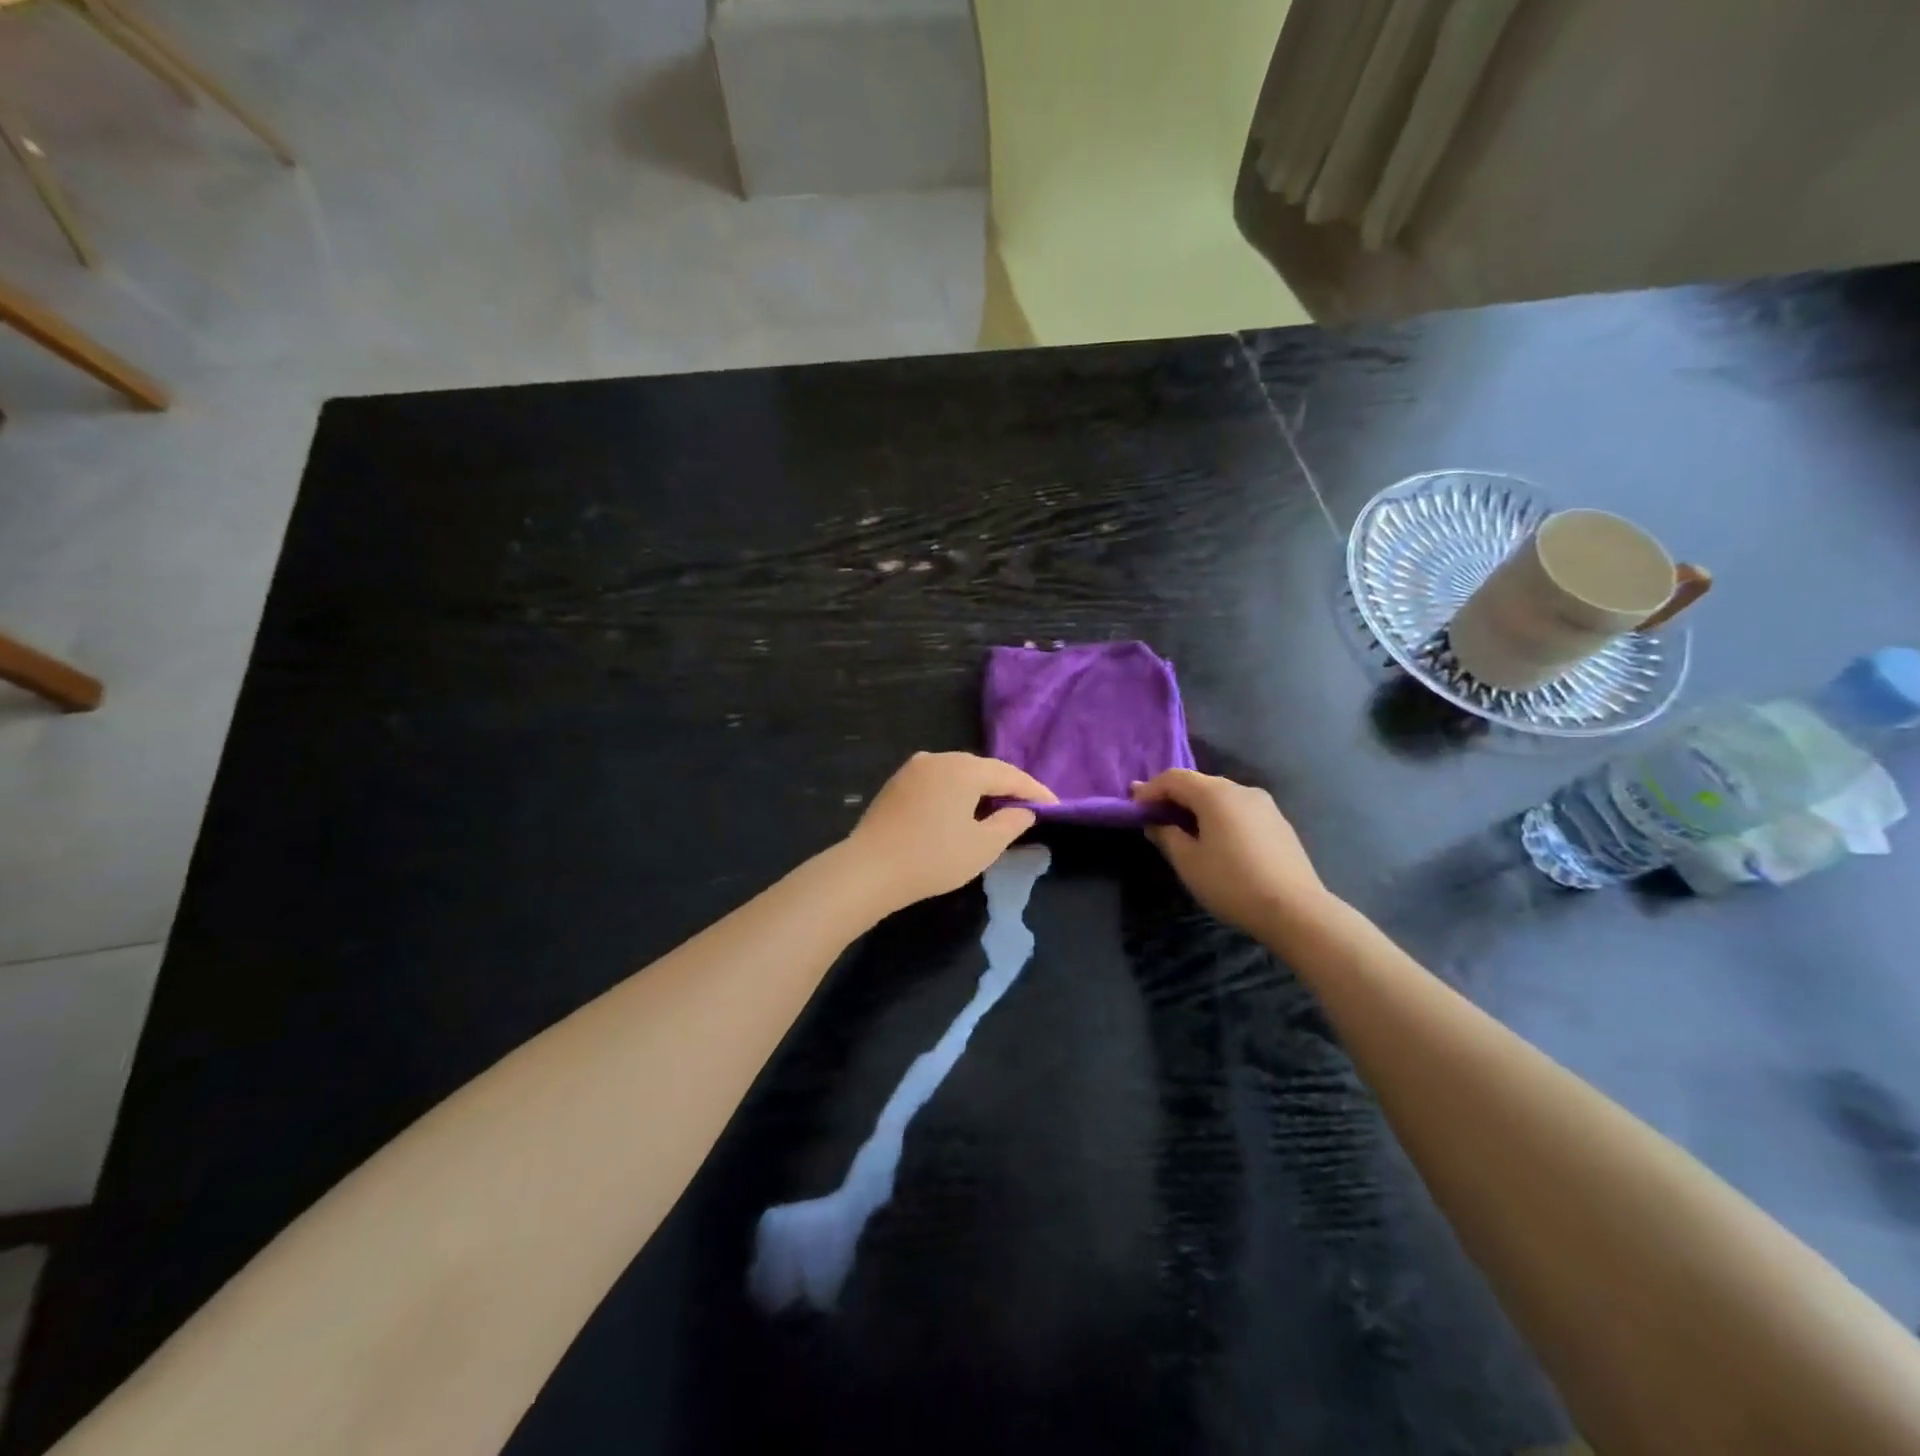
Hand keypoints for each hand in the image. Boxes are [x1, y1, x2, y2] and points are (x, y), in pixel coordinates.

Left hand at [844, 752, 1054, 912]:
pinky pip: (939, 780)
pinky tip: (962, 808)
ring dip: (981, 788)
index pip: (1009, 775)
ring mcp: (914, 768)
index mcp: (963, 769)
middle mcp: (939, 758)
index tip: (1055, 806)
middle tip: (1029, 806)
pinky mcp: (898, 783)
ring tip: (999, 808)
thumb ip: (1010, 824)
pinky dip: (957, 791)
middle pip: (983, 769)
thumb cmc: (932, 858)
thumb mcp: (982, 846)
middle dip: (1008, 786)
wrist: (869, 869)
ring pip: (959, 772)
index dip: (1034, 791)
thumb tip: (1023, 811)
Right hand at [1130, 769, 1333, 936]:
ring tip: (1182, 829)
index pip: (1174, 778)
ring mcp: (1265, 805)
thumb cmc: (1232, 883)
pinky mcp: (1278, 823)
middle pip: (1199, 783)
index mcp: (1216, 794)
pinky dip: (1219, 817)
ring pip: (1221, 797)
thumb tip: (1156, 823)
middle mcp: (1241, 790)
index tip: (1133, 806)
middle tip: (1153, 815)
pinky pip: (1239, 810)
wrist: (1296, 911)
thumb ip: (1167, 835)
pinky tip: (1215, 839)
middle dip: (1173, 796)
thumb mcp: (1188, 862)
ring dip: (1197, 807)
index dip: (1150, 790)